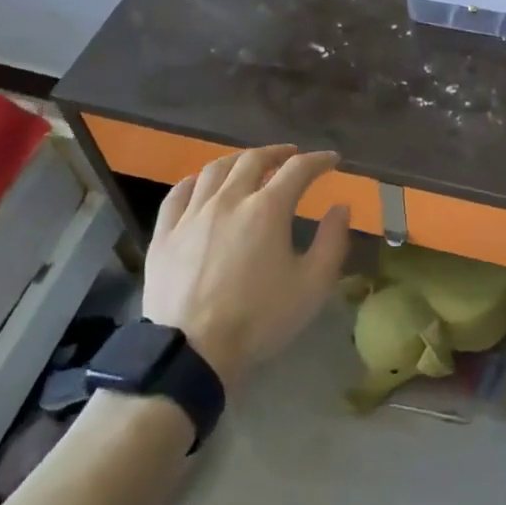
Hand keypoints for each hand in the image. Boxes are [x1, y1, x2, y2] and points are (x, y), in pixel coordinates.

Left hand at [140, 145, 350, 386]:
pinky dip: (196, 181)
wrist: (192, 351)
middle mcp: (229, 199)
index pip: (298, 170)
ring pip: (215, 170)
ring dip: (238, 160)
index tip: (331, 160)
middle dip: (277, 153)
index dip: (318, 160)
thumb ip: (332, 242)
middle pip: (253, 160)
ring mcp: (192, 214)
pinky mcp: (165, 233)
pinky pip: (178, 193)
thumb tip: (341, 207)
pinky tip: (202, 184)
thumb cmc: (259, 319)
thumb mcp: (311, 286)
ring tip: (248, 163)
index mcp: (267, 209)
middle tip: (290, 155)